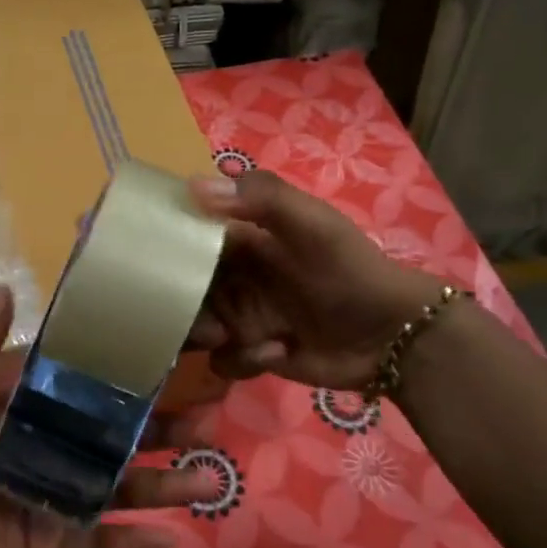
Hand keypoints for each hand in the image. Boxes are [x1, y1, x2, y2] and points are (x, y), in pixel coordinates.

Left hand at [0, 286, 217, 547]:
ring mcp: (52, 499)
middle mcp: (45, 451)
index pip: (80, 389)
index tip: (168, 360)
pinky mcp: (51, 544)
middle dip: (158, 431)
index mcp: (20, 414)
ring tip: (208, 480)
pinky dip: (133, 542)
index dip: (120, 376)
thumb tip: (6, 290)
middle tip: (208, 422)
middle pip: (111, 438)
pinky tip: (174, 539)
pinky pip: (99, 540)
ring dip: (162, 486)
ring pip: (116, 489)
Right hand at [187, 169, 444, 389]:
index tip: (154, 259)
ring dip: (205, 333)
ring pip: (195, 327)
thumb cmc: (349, 270)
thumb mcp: (312, 224)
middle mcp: (235, 278)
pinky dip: (243, 359)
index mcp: (243, 241)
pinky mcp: (253, 355)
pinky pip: (223, 360)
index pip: (190, 238)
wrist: (393, 334)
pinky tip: (277, 353)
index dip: (170, 247)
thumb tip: (192, 187)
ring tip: (228, 336)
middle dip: (184, 303)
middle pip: (184, 288)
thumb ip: (261, 198)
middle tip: (199, 306)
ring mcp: (242, 318)